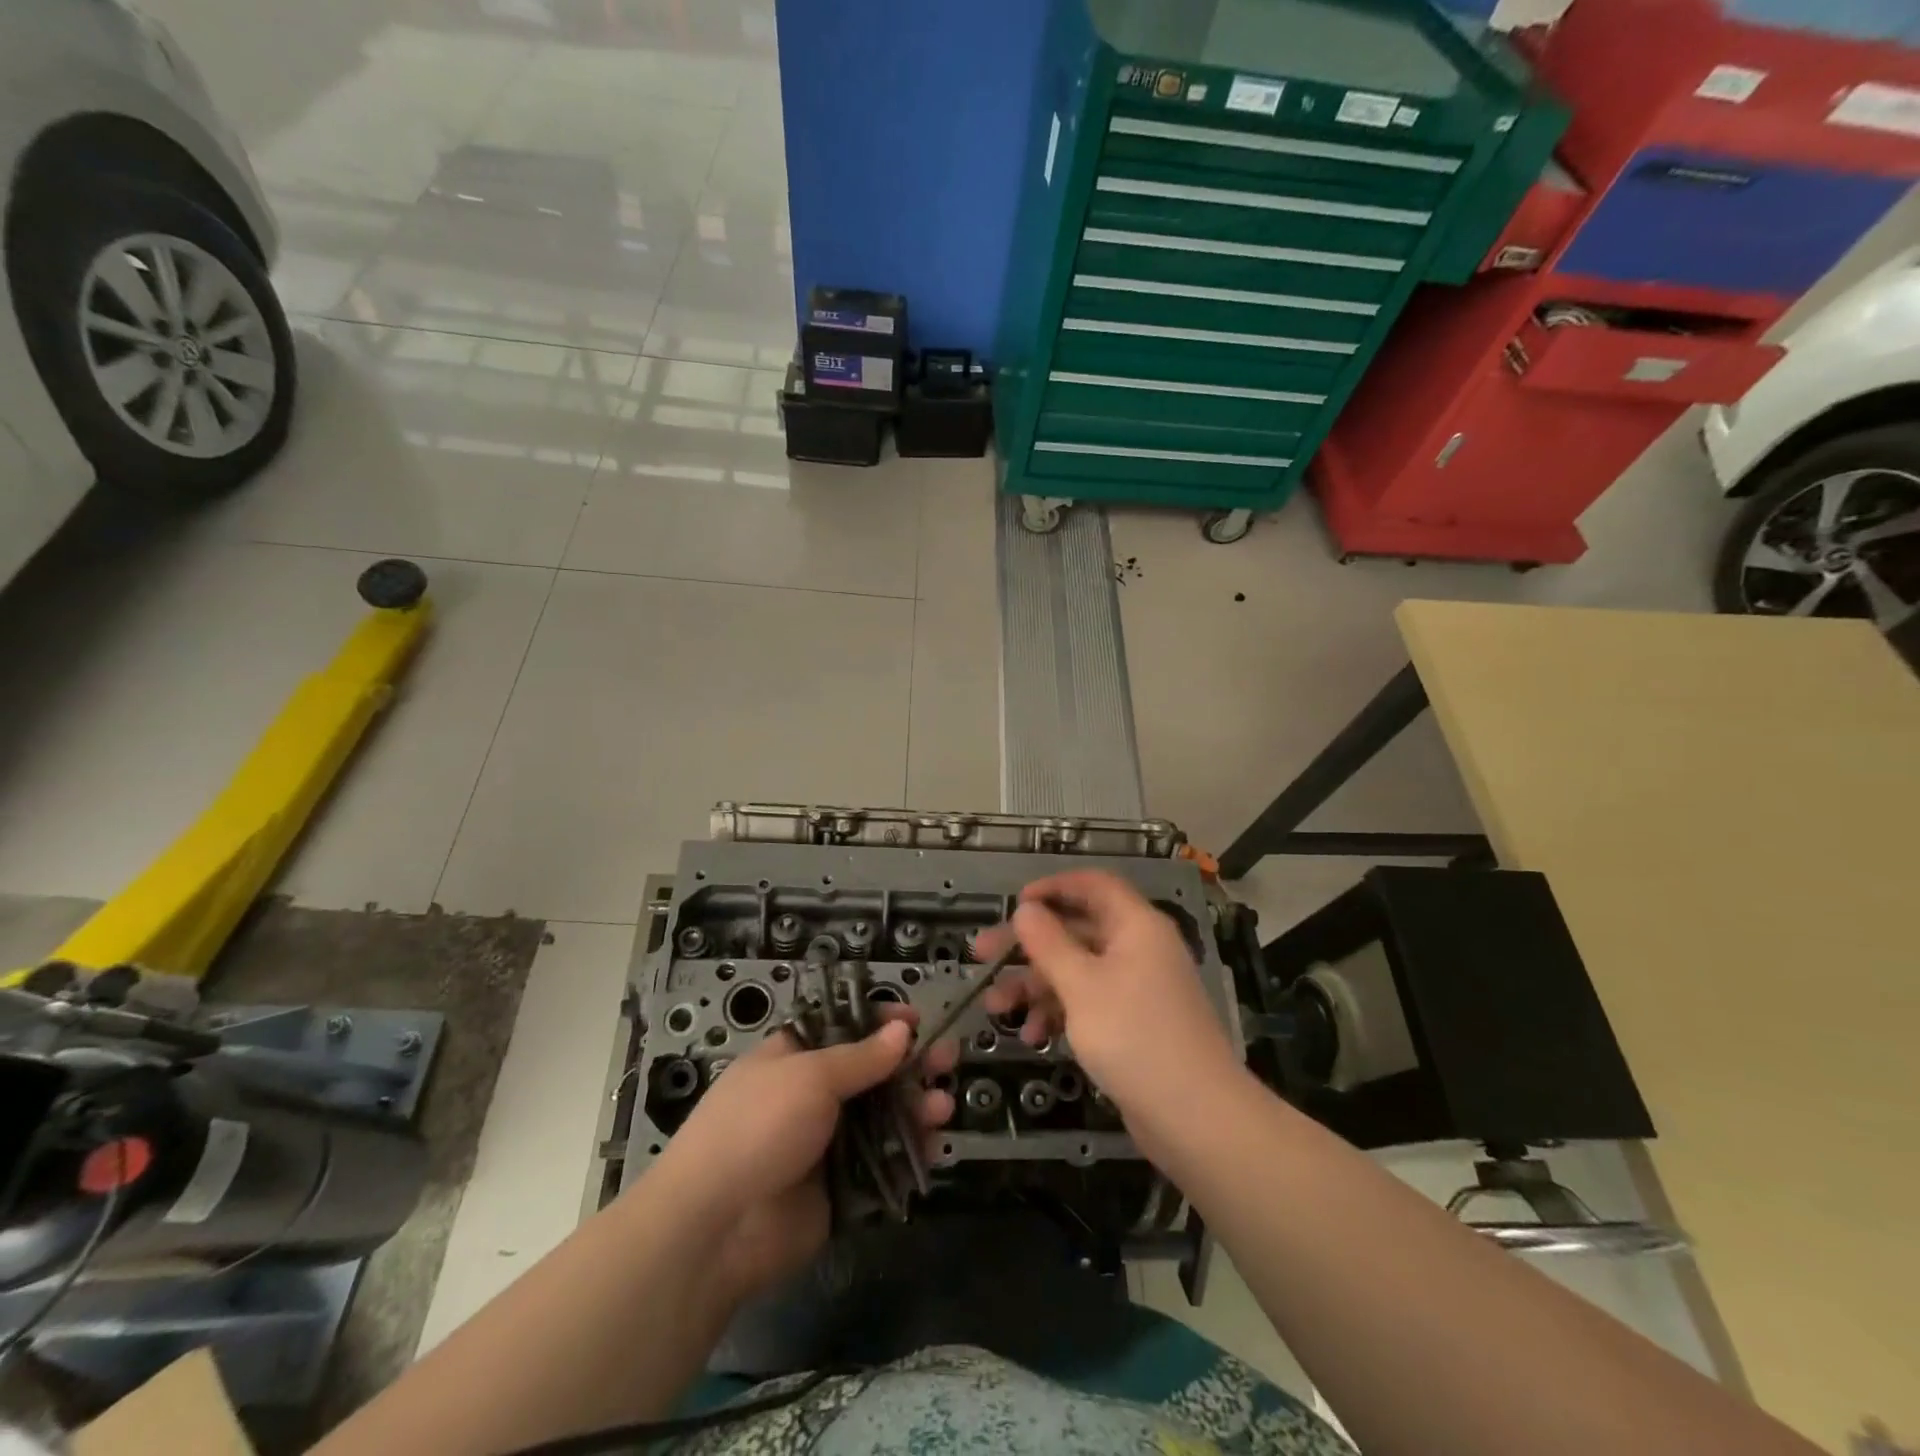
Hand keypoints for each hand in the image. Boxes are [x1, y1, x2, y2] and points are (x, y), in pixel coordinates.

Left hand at [653, 1007, 955, 1304]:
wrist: (715, 1228)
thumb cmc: (757, 1127)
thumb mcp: (809, 1077)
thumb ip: (861, 1057)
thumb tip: (902, 1029)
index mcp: (794, 1058)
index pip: (843, 1028)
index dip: (880, 1021)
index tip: (916, 1019)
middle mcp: (811, 1097)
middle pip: (872, 1073)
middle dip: (911, 1065)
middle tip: (950, 1058)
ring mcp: (825, 1144)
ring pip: (882, 1118)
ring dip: (915, 1108)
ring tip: (944, 1106)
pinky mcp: (839, 1189)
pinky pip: (882, 1164)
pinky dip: (909, 1154)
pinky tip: (934, 1144)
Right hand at [976, 870, 1242, 1156]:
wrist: (1195, 1117)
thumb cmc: (1134, 1035)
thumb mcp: (1081, 985)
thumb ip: (1049, 943)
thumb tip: (1026, 909)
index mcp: (1135, 926)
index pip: (1093, 885)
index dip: (1053, 887)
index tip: (1014, 904)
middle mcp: (1138, 949)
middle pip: (1076, 929)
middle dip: (1029, 944)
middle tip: (982, 955)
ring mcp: (1136, 988)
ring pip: (1077, 970)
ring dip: (1035, 984)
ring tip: (995, 1007)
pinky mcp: (1132, 1024)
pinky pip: (1088, 1003)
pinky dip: (1059, 1012)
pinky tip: (1032, 1036)